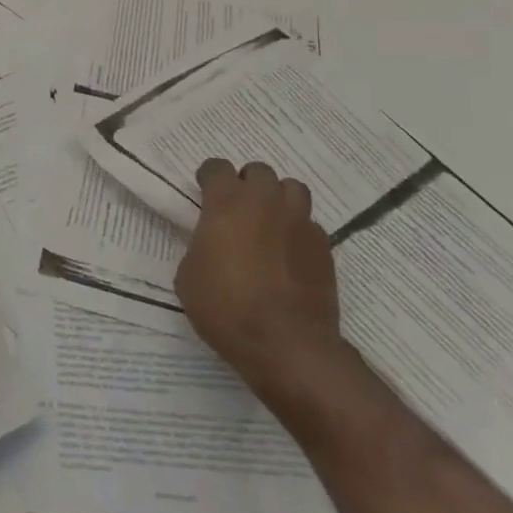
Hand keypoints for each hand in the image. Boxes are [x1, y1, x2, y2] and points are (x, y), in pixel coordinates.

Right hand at [174, 160, 346, 399]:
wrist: (286, 345)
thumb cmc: (226, 307)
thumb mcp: (189, 275)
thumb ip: (200, 245)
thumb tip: (212, 244)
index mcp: (227, 202)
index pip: (217, 167)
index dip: (209, 178)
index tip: (204, 193)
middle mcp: (265, 202)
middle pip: (258, 171)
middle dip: (247, 184)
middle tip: (238, 209)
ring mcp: (299, 222)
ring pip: (292, 189)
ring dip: (278, 199)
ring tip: (269, 222)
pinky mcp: (324, 247)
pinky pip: (309, 224)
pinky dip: (297, 231)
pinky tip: (289, 254)